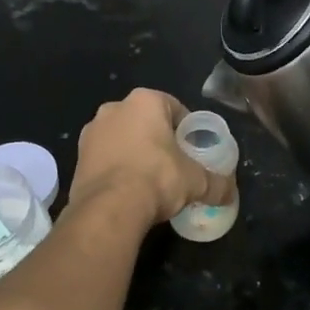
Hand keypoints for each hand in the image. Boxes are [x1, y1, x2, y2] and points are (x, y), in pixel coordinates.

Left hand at [67, 88, 235, 231]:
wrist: (108, 208)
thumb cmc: (156, 178)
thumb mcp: (195, 181)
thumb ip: (217, 183)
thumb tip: (231, 193)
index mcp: (145, 101)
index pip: (173, 107)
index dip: (185, 128)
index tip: (192, 150)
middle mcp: (114, 107)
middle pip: (145, 121)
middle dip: (158, 139)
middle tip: (173, 164)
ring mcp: (92, 131)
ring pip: (122, 137)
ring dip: (134, 152)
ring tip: (148, 180)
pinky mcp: (77, 156)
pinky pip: (104, 157)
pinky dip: (116, 167)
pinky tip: (127, 189)